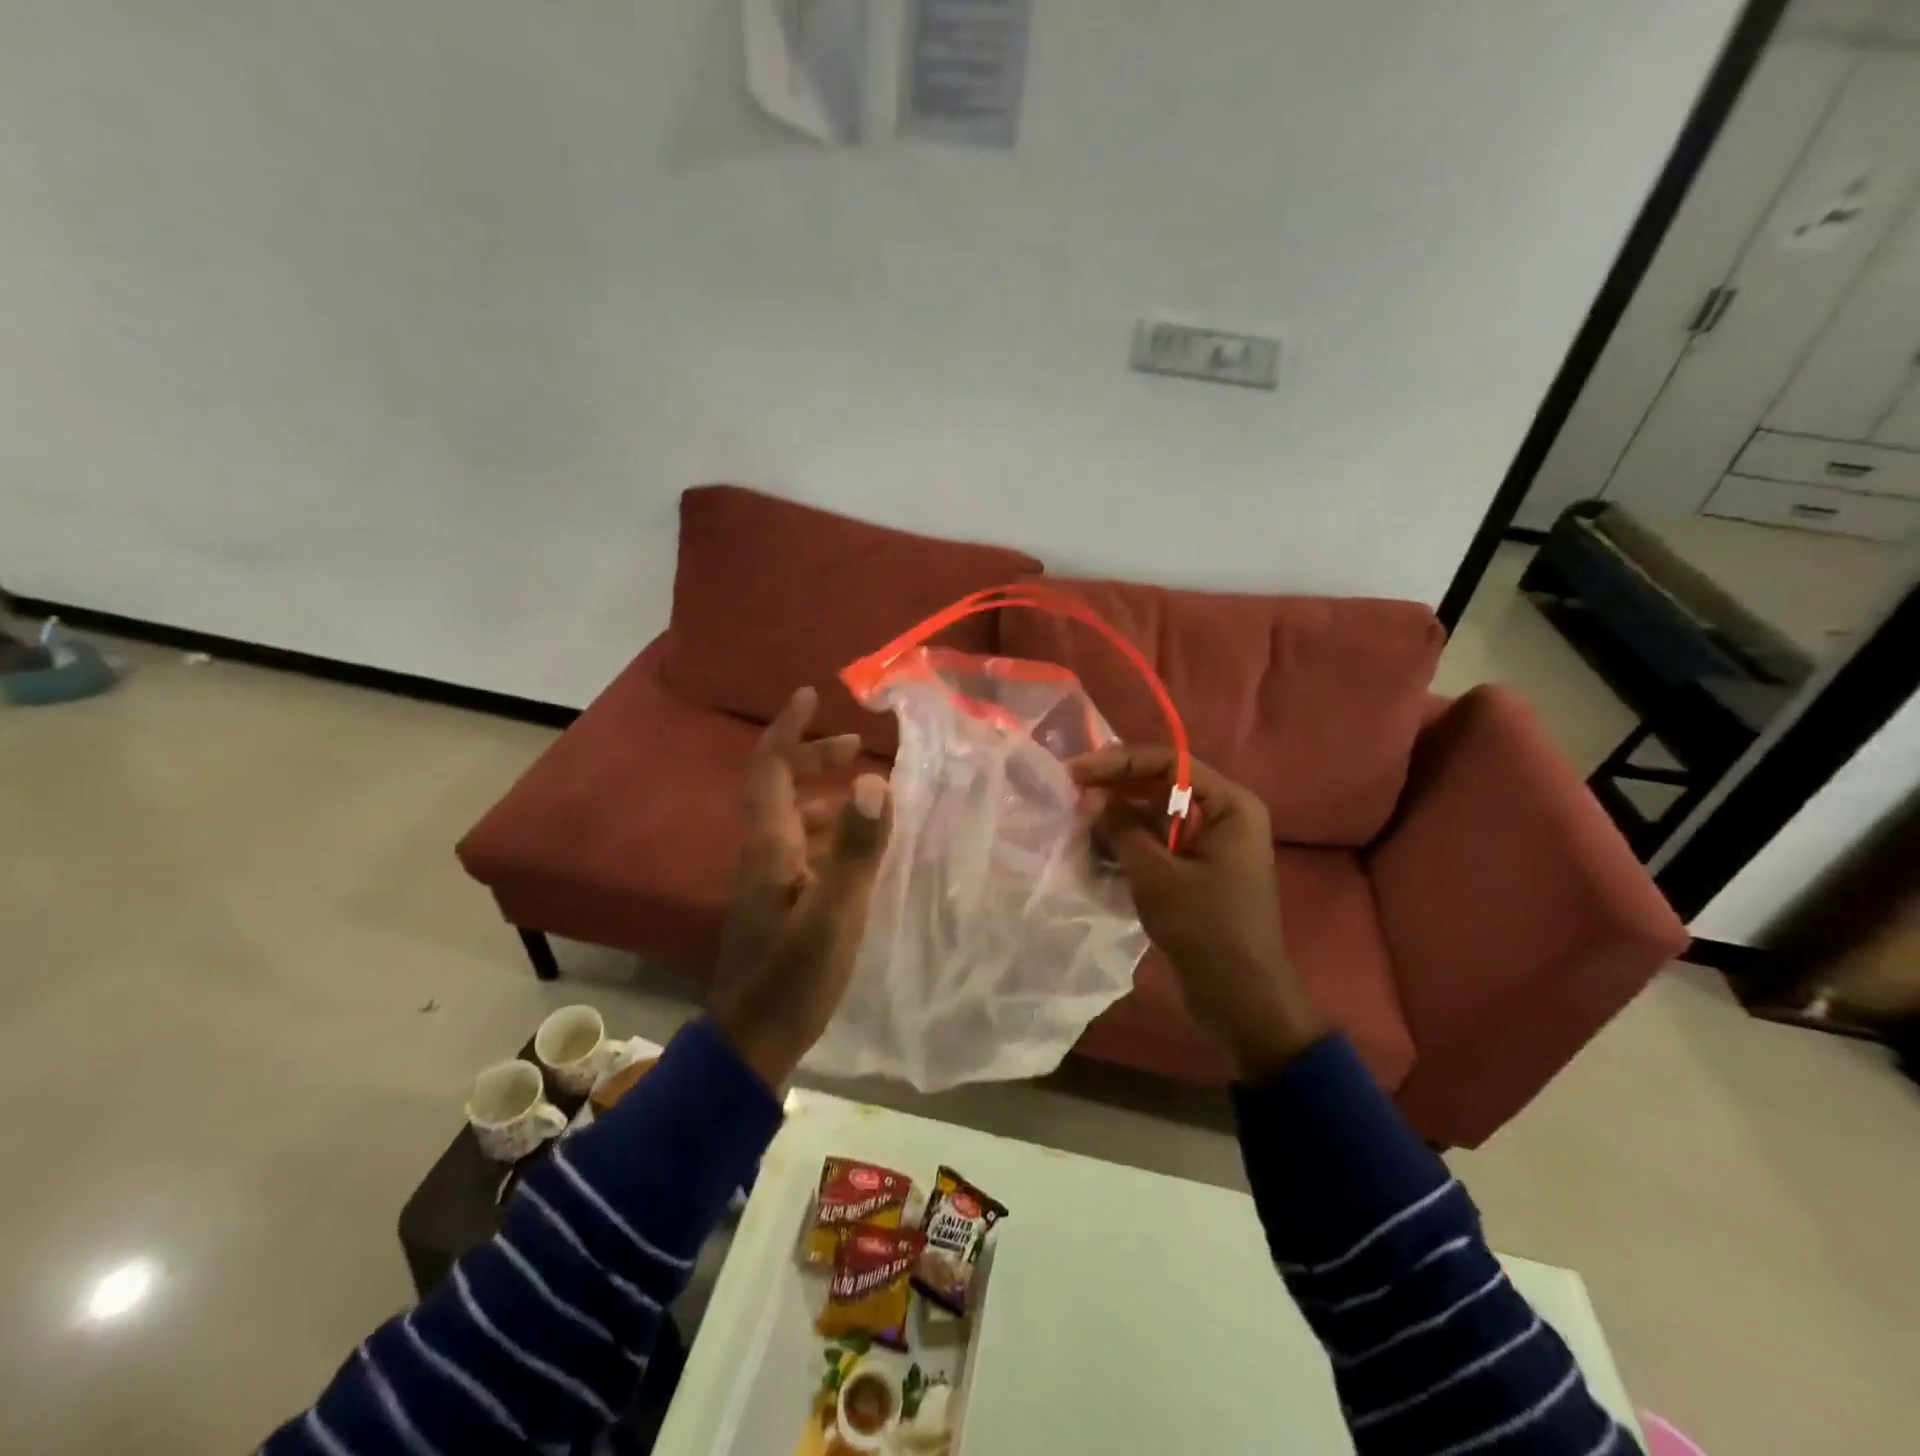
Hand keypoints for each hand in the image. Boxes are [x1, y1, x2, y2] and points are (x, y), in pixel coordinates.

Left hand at [708, 687, 892, 1089]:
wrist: (752, 1041)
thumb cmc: (794, 977)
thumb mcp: (836, 913)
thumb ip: (857, 849)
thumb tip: (874, 782)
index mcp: (771, 846)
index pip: (770, 769)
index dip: (788, 729)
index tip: (810, 696)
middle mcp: (762, 854)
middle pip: (779, 788)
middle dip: (813, 758)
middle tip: (855, 746)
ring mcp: (767, 881)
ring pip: (792, 819)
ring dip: (823, 795)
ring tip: (864, 792)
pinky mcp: (776, 904)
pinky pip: (801, 847)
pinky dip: (827, 831)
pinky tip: (855, 848)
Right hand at [1068, 746, 1324, 1080]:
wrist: (1240, 999)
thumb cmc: (1204, 928)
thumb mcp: (1155, 874)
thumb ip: (1121, 827)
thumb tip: (1093, 797)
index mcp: (1230, 805)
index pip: (1170, 763)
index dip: (1119, 762)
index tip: (1076, 771)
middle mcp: (1225, 815)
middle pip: (1162, 785)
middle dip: (1116, 791)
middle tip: (1071, 795)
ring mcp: (1212, 844)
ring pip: (1156, 816)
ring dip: (1119, 820)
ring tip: (1079, 829)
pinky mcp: (1199, 870)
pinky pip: (1160, 843)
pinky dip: (1130, 845)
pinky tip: (1097, 854)